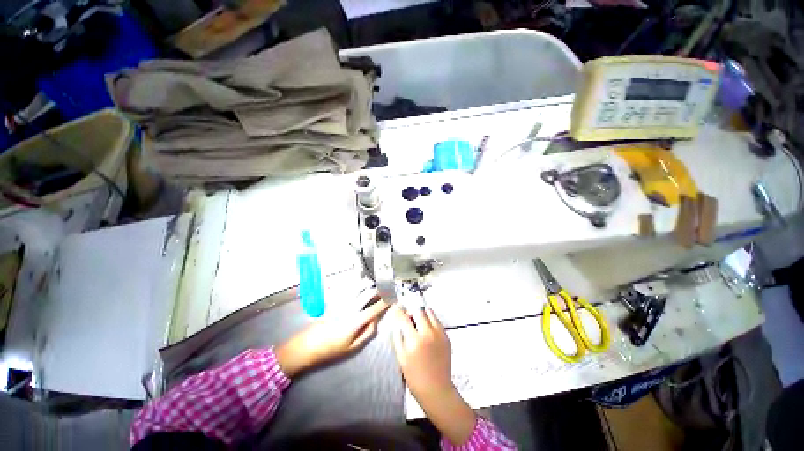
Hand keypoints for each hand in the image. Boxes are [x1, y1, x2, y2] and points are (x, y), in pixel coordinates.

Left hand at [276, 297, 389, 377]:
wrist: (307, 345)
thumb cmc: (331, 349)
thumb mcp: (352, 347)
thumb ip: (367, 333)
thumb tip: (375, 321)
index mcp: (356, 320)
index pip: (375, 308)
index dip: (385, 302)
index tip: (392, 297)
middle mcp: (350, 308)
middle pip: (367, 294)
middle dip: (378, 290)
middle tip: (385, 289)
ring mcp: (342, 303)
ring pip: (358, 289)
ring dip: (368, 286)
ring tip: (375, 287)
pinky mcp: (335, 301)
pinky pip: (350, 291)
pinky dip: (358, 288)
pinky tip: (360, 287)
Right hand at [390, 305, 453, 400]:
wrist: (436, 390)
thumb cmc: (415, 377)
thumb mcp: (401, 358)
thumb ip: (398, 337)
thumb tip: (397, 323)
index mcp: (414, 340)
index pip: (404, 317)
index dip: (398, 310)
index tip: (396, 308)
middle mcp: (428, 333)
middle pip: (418, 310)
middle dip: (411, 312)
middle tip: (408, 318)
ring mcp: (439, 334)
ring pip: (429, 312)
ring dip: (422, 314)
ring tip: (418, 323)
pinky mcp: (446, 336)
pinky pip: (437, 321)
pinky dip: (430, 321)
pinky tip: (427, 331)